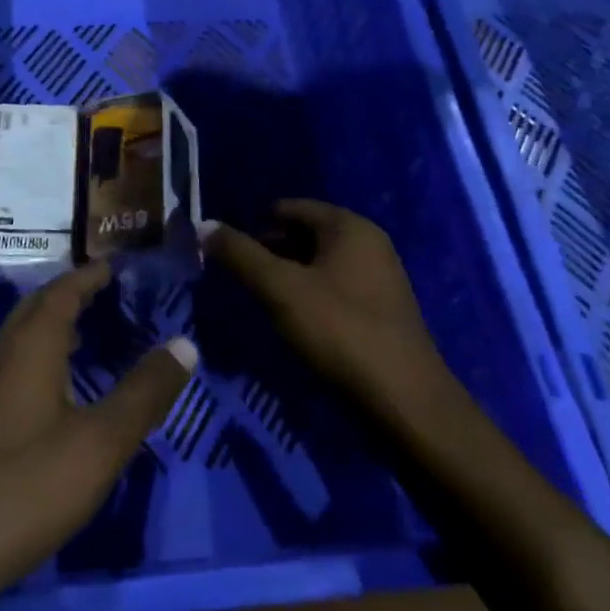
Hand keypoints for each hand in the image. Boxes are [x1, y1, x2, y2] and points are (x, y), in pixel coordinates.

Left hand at [0, 262, 196, 603]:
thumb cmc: (25, 487)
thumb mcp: (100, 443)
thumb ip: (144, 393)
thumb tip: (186, 343)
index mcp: (30, 347)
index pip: (62, 292)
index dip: (90, 276)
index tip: (116, 266)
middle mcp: (0, 356)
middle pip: (36, 309)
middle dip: (70, 296)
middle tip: (106, 295)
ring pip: (19, 341)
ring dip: (52, 328)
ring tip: (87, 337)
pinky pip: (10, 369)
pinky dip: (38, 360)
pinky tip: (53, 395)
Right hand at [201, 200, 454, 427]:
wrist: (405, 402)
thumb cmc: (340, 332)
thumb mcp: (280, 290)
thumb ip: (240, 255)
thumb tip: (203, 225)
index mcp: (349, 226)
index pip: (289, 207)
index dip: (255, 226)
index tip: (229, 254)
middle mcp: (369, 242)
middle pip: (305, 233)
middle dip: (270, 251)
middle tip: (241, 279)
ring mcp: (380, 276)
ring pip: (319, 263)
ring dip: (289, 276)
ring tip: (262, 301)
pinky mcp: (382, 309)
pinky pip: (335, 287)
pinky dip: (310, 295)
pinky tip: (295, 322)